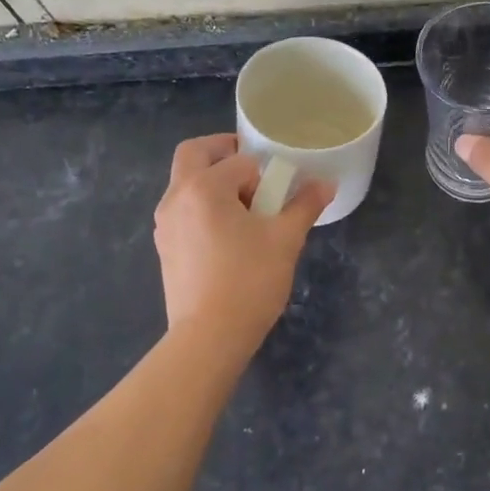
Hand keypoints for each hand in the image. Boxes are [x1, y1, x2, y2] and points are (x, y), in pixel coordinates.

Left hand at [153, 134, 333, 348]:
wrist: (208, 338)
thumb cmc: (249, 281)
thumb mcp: (285, 239)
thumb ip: (305, 205)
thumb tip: (326, 184)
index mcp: (204, 186)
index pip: (239, 160)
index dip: (264, 173)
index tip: (277, 195)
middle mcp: (176, 196)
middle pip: (194, 153)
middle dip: (223, 152)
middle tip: (252, 171)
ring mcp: (164, 223)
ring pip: (184, 181)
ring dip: (211, 180)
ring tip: (243, 209)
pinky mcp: (164, 246)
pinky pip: (181, 209)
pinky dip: (201, 205)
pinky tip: (226, 236)